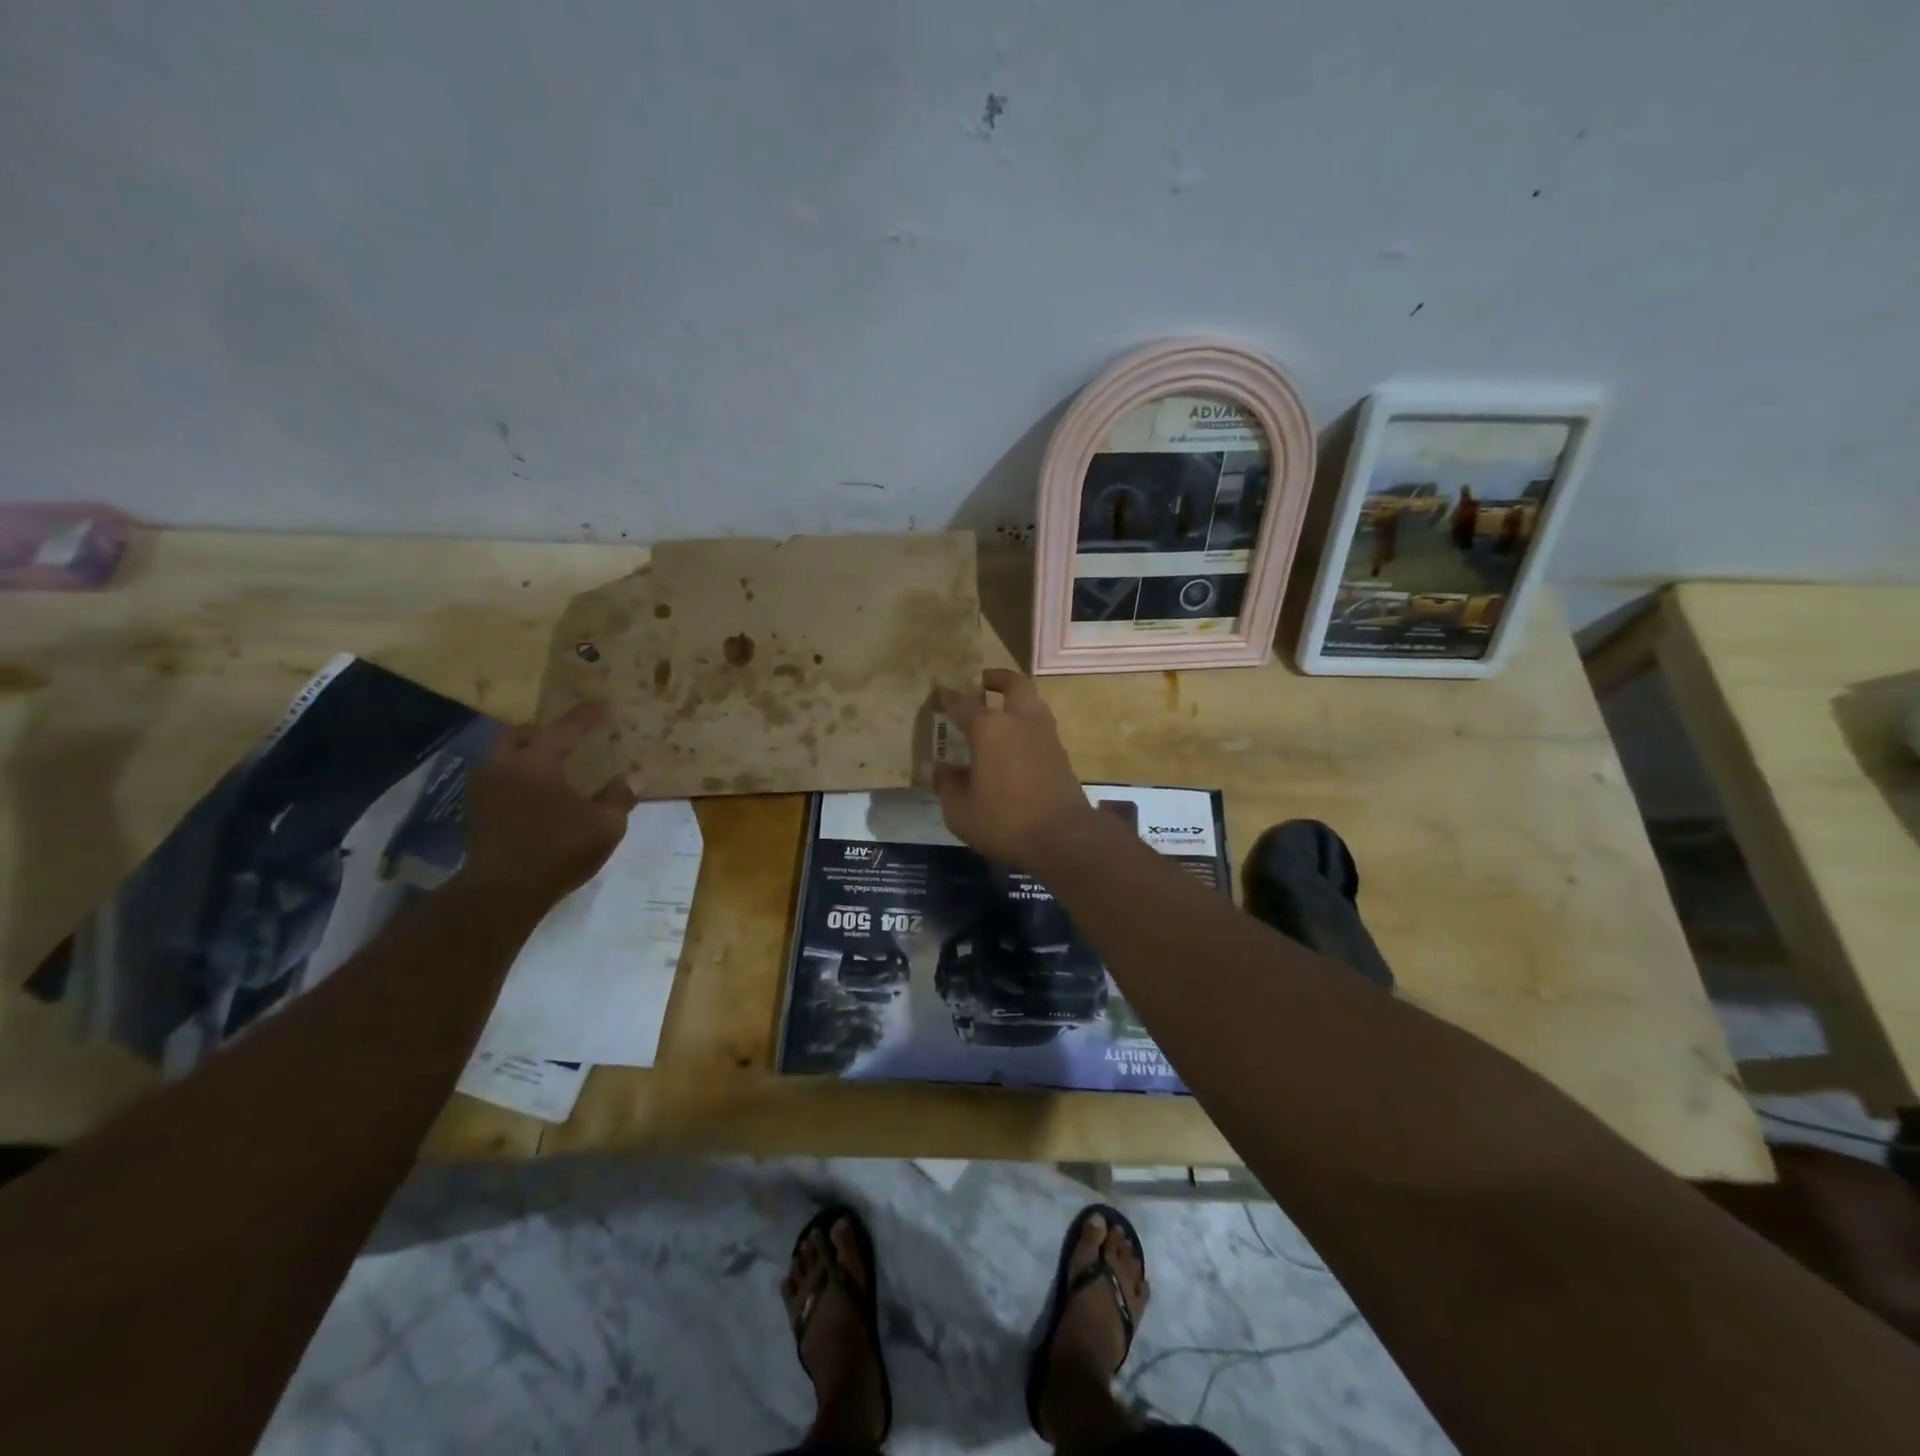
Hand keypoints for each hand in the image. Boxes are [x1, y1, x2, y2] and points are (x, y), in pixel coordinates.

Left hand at [461, 702, 636, 904]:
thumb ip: (619, 798)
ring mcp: (484, 787)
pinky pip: (497, 776)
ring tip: (550, 763)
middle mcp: (505, 765)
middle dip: (546, 730)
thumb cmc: (558, 851)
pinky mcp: (476, 810)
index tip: (604, 705)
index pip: (566, 729)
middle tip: (568, 738)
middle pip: (522, 734)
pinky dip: (516, 774)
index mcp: (537, 762)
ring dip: (526, 752)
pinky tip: (533, 790)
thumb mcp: (605, 826)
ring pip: (503, 754)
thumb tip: (632, 778)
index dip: (587, 717)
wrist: (502, 891)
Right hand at [934, 668, 1097, 871]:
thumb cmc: (1004, 820)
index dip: (948, 698)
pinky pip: (1040, 728)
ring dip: (1017, 702)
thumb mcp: (960, 810)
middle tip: (983, 683)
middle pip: (1015, 684)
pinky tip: (1014, 746)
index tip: (939, 692)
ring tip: (1000, 715)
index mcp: (990, 729)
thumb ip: (946, 784)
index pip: (963, 704)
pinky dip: (1026, 727)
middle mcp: (1021, 722)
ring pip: (1033, 704)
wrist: (1064, 837)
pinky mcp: (1061, 755)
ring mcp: (1046, 737)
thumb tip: (932, 768)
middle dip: (998, 678)